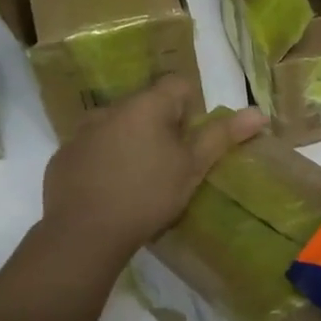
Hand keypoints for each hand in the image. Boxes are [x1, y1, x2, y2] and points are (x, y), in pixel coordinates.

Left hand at [39, 78, 264, 257]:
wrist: (83, 236)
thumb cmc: (148, 195)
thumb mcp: (192, 168)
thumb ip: (222, 136)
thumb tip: (258, 112)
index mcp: (146, 105)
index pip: (178, 85)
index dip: (192, 109)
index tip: (191, 142)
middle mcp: (111, 109)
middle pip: (147, 105)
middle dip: (161, 127)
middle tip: (170, 164)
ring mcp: (81, 133)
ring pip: (117, 126)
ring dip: (131, 142)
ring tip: (139, 179)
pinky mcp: (62, 158)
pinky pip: (92, 149)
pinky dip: (104, 160)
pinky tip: (110, 190)